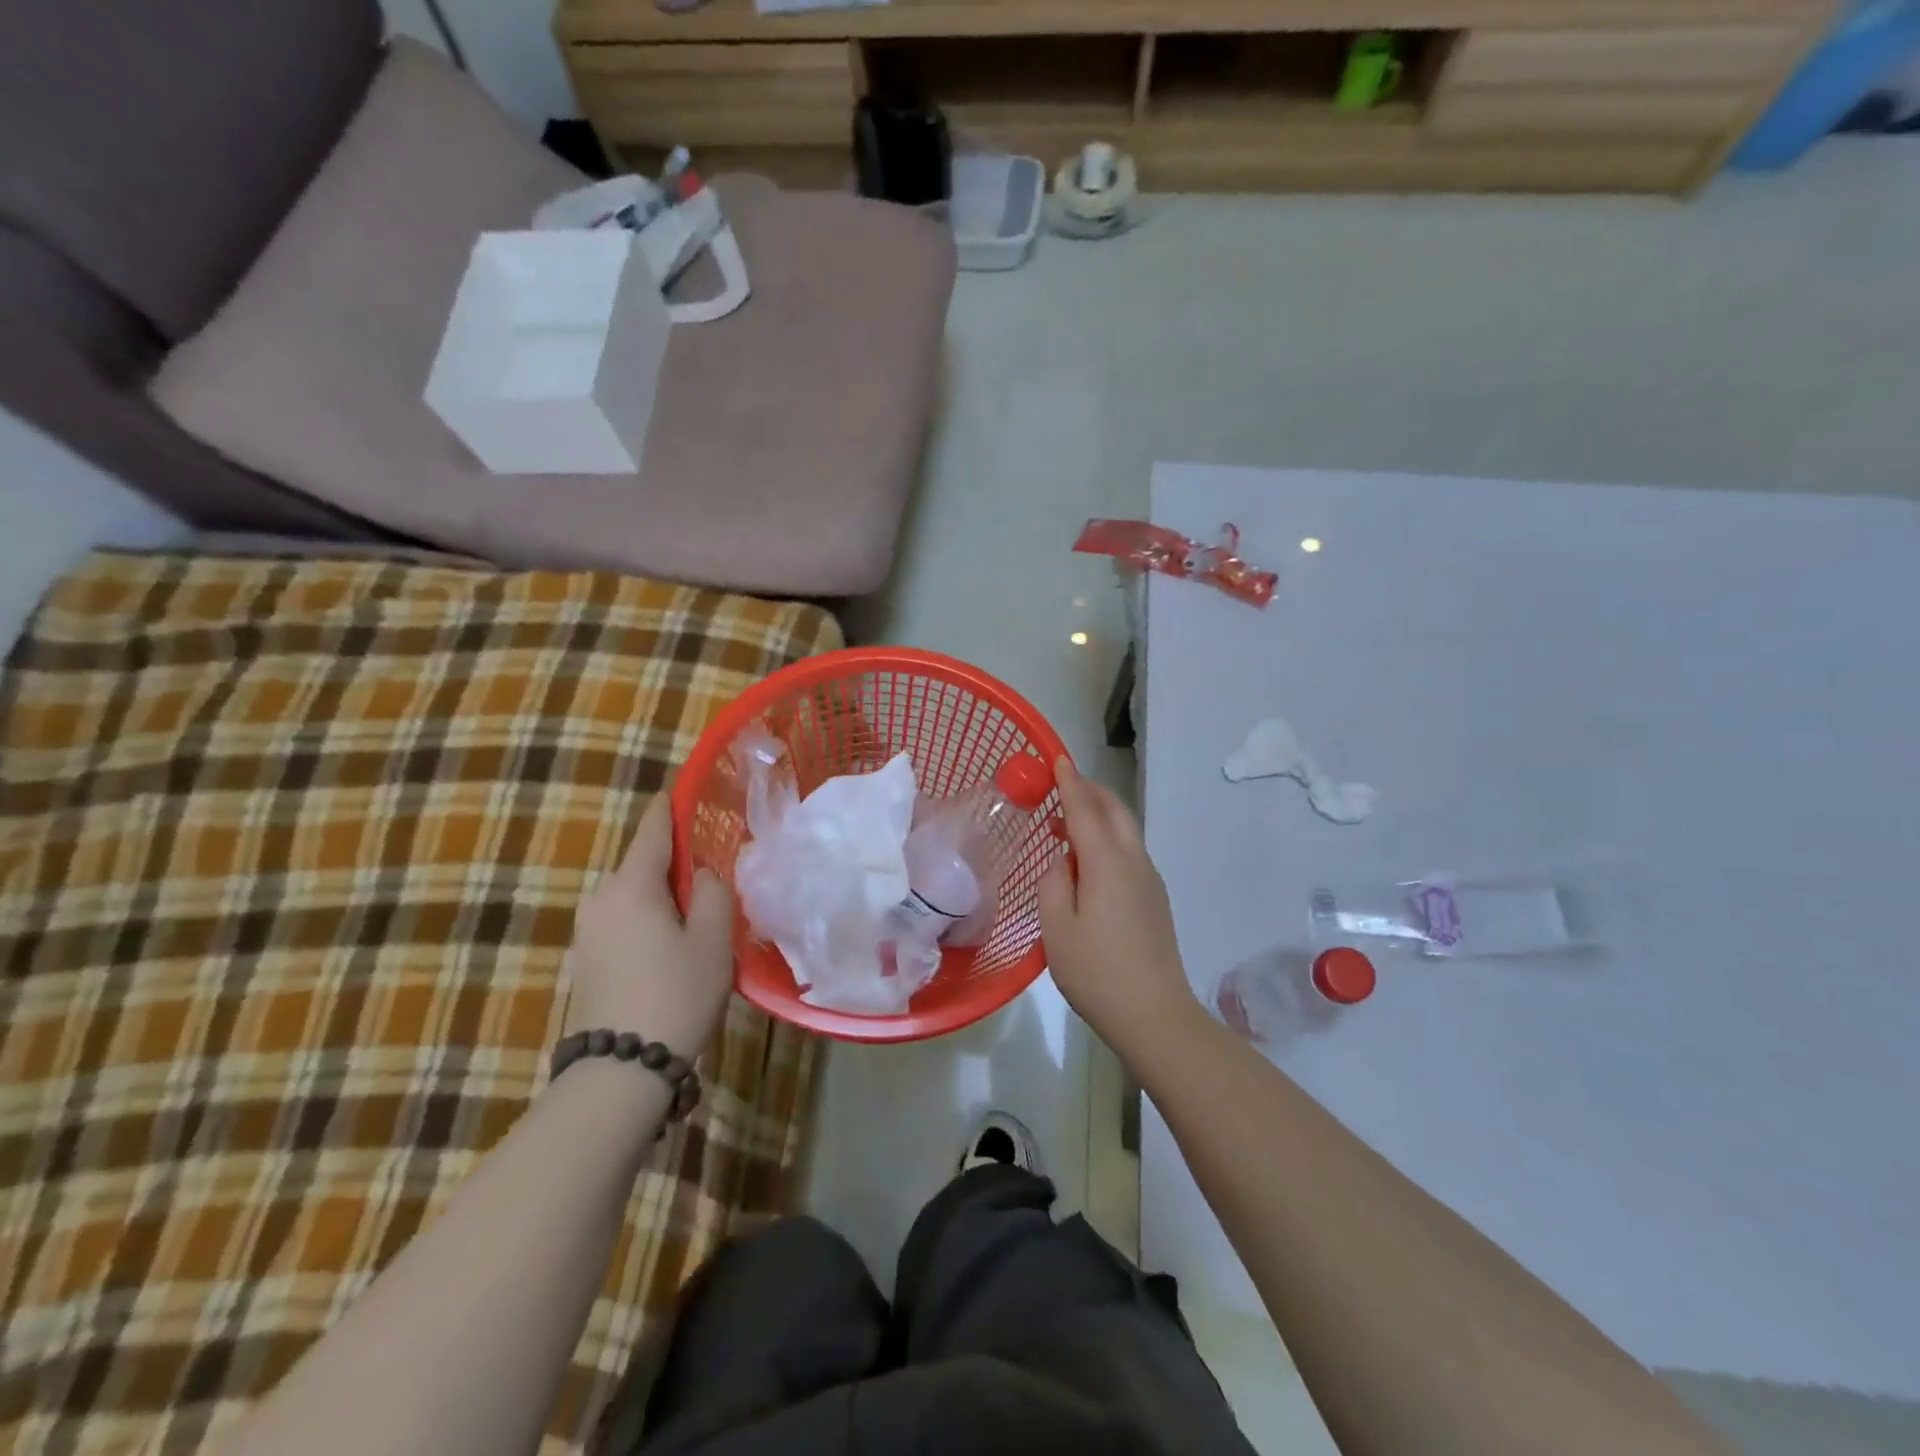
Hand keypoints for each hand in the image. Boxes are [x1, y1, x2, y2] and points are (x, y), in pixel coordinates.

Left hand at [564, 793, 734, 1060]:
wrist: (620, 1070)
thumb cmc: (676, 993)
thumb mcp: (714, 939)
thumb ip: (714, 893)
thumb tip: (702, 874)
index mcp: (631, 885)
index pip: (652, 830)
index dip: (670, 809)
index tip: (682, 792)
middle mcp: (600, 899)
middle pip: (641, 864)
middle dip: (674, 862)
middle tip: (711, 874)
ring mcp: (587, 932)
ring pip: (632, 896)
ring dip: (662, 896)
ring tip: (697, 917)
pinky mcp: (584, 961)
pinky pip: (622, 922)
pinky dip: (647, 921)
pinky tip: (670, 947)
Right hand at [1036, 758, 1203, 1056]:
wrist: (1155, 1014)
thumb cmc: (1097, 972)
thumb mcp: (1057, 928)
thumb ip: (1054, 883)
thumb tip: (1064, 861)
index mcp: (1107, 864)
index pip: (1085, 810)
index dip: (1069, 783)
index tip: (1058, 758)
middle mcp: (1134, 862)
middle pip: (1115, 811)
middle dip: (1090, 791)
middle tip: (1062, 785)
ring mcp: (1150, 880)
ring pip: (1126, 830)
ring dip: (1100, 815)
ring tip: (1069, 822)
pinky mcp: (1155, 899)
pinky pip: (1130, 851)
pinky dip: (1109, 838)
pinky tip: (1090, 860)